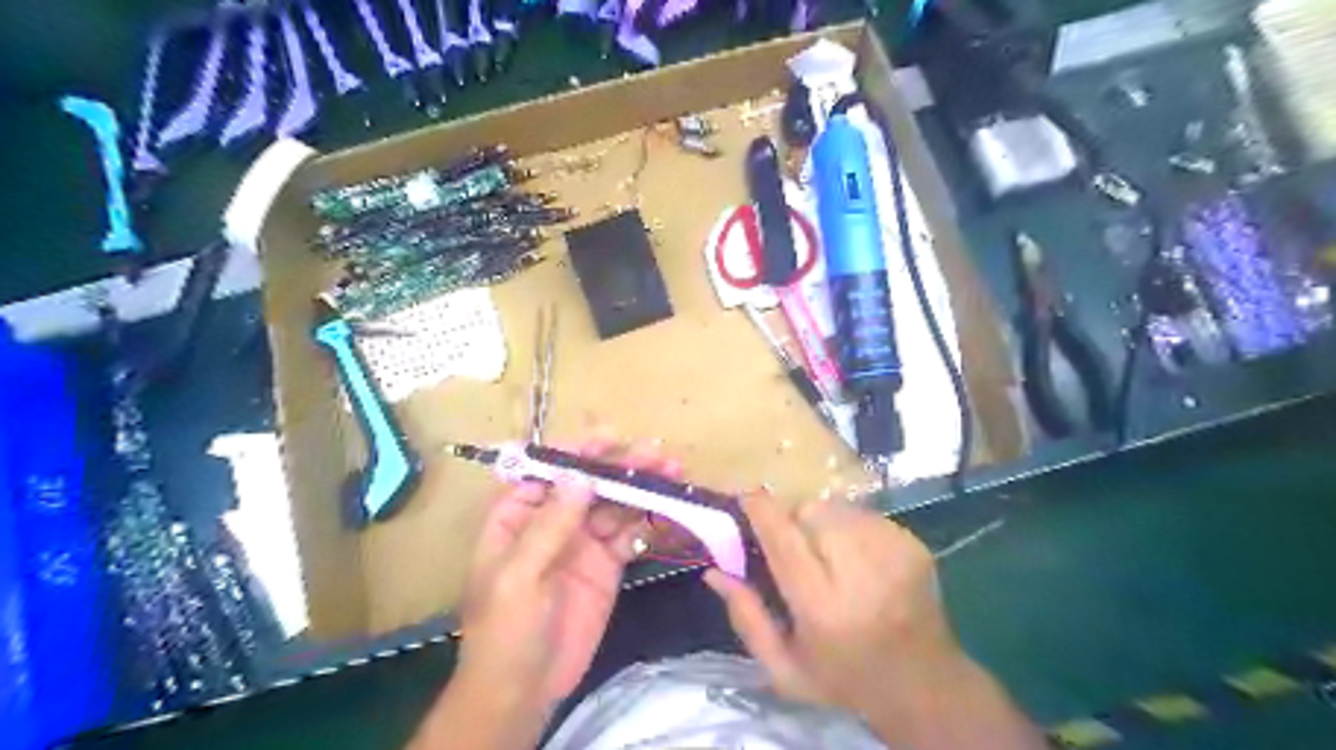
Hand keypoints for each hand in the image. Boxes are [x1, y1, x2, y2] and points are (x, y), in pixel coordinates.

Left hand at [459, 442, 668, 710]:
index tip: (613, 439)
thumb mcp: (518, 577)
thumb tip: (580, 475)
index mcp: (518, 515)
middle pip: (590, 483)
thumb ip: (549, 525)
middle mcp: (553, 521)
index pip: (549, 470)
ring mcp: (582, 543)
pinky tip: (672, 511)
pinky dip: (650, 522)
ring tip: (674, 474)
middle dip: (622, 466)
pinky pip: (630, 535)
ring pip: (615, 505)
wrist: (524, 692)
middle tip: (658, 454)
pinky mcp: (607, 566)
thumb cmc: (504, 631)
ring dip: (643, 488)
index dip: (579, 451)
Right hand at [702, 496, 953, 717]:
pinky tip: (858, 557)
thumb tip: (714, 572)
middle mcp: (859, 573)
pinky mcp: (913, 545)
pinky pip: (865, 514)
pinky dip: (852, 526)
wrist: (926, 685)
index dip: (761, 510)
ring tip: (830, 554)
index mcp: (822, 608)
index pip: (783, 540)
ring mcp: (892, 554)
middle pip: (811, 512)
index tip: (746, 496)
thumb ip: (747, 619)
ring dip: (823, 522)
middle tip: (797, 547)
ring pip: (838, 507)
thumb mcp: (784, 670)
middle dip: (795, 520)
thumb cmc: (845, 680)